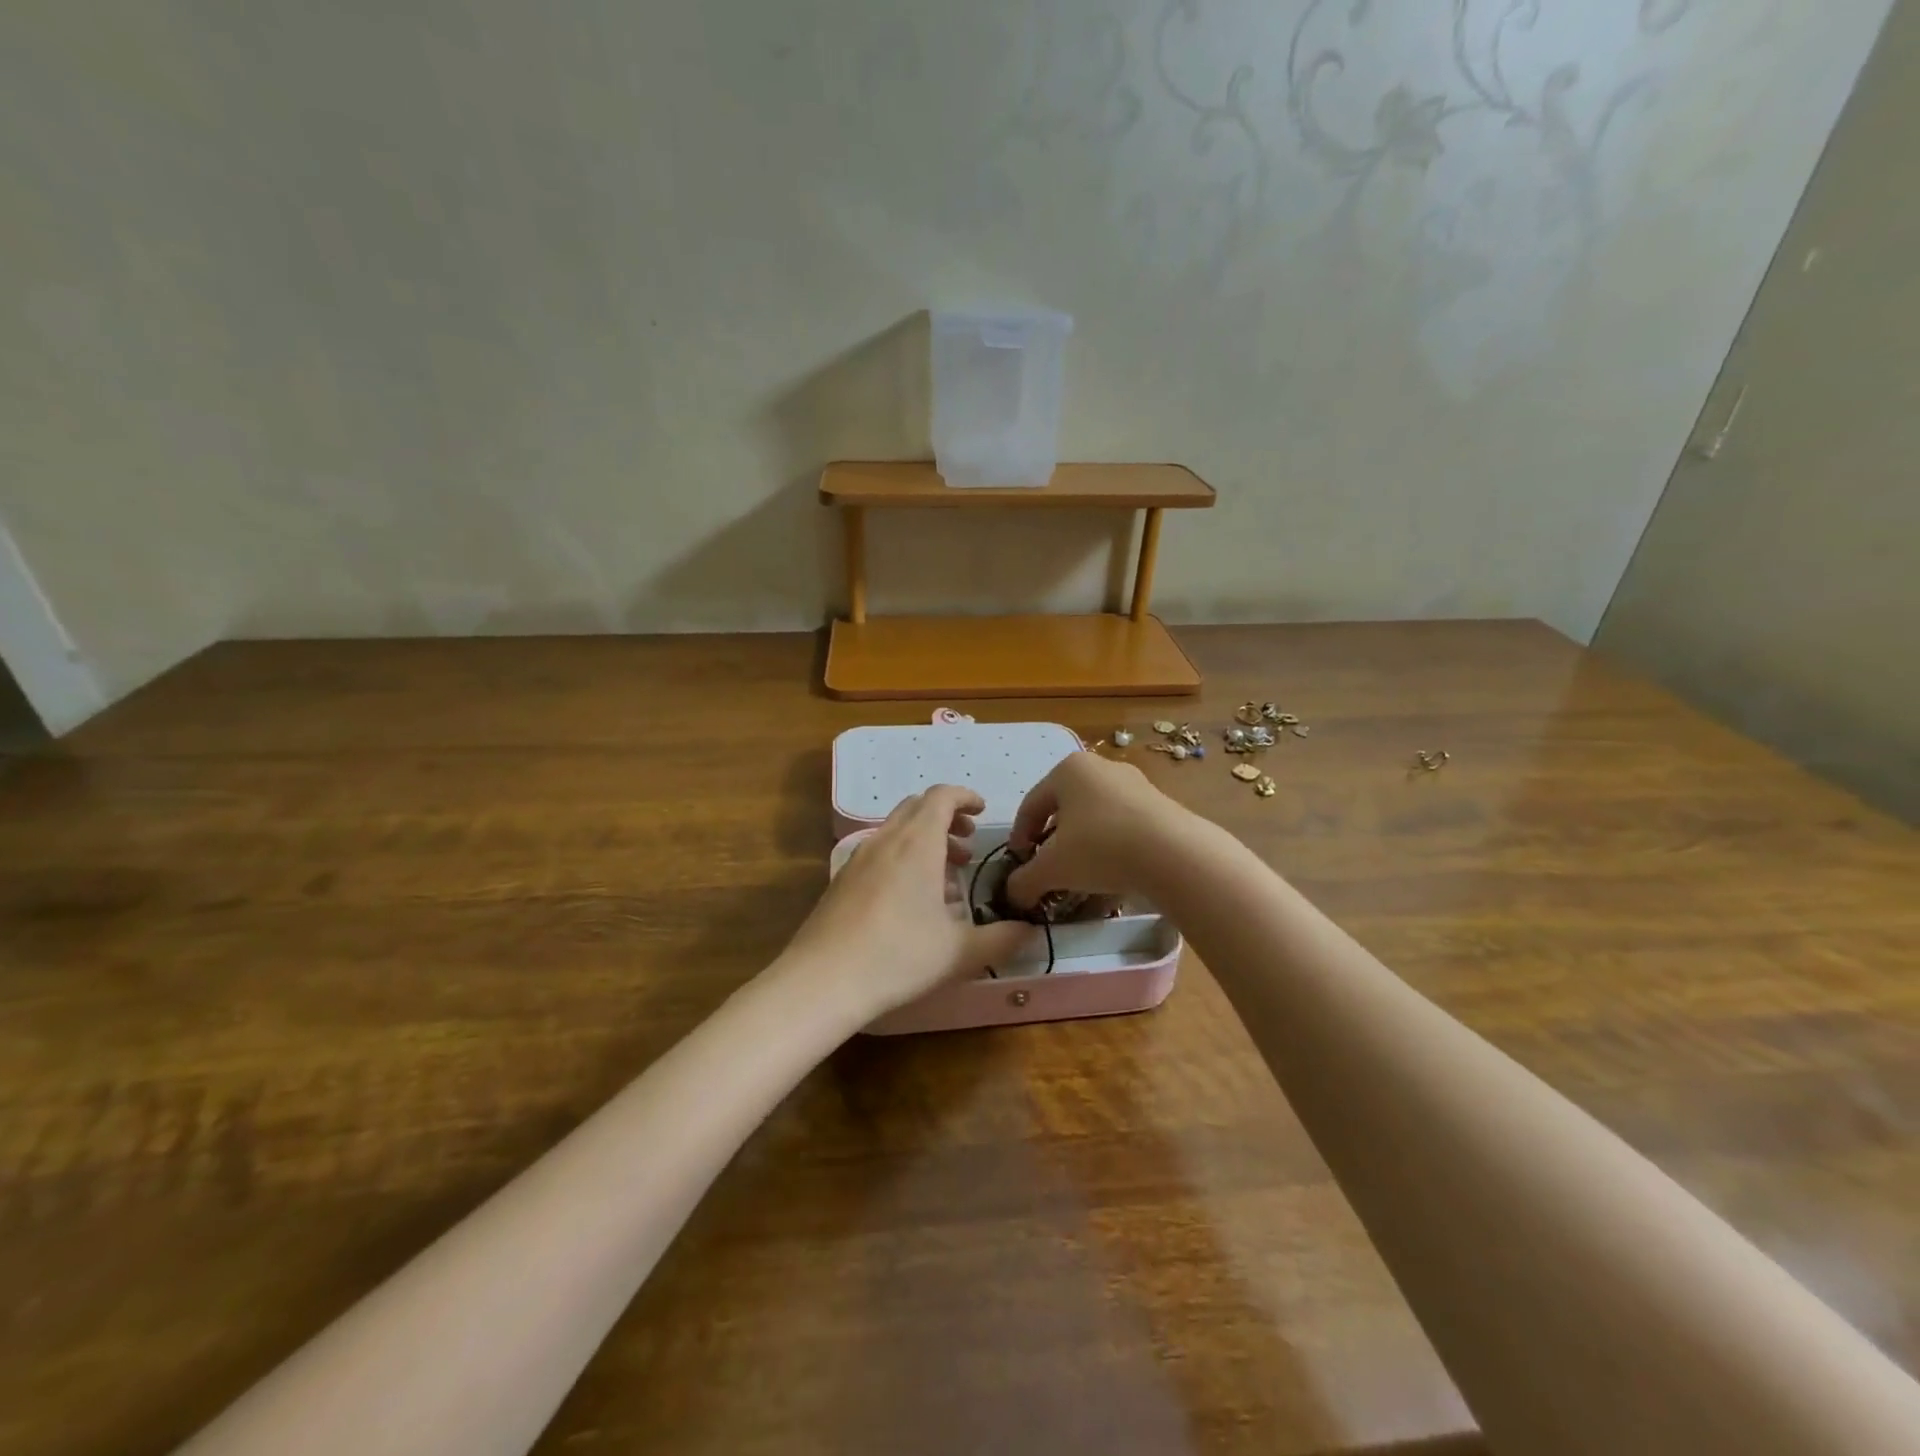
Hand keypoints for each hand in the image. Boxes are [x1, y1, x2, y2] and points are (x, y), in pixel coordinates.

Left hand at [783, 785, 1036, 1022]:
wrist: (822, 981)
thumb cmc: (898, 957)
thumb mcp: (960, 952)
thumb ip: (1001, 938)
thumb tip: (1029, 930)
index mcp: (917, 843)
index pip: (941, 797)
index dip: (965, 797)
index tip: (983, 812)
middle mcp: (886, 841)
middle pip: (917, 808)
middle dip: (946, 819)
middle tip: (967, 845)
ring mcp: (858, 859)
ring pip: (897, 831)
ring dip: (924, 841)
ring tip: (946, 878)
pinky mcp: (842, 880)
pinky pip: (879, 853)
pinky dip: (902, 858)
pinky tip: (912, 902)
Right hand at [1006, 752, 1188, 910]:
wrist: (1175, 854)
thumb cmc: (1101, 848)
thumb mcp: (1052, 868)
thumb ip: (1025, 881)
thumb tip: (1012, 894)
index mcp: (1068, 770)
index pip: (1031, 805)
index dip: (1019, 837)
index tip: (1019, 864)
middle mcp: (1100, 768)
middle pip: (1064, 809)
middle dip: (1052, 842)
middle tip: (1048, 869)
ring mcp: (1135, 784)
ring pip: (1095, 818)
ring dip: (1082, 846)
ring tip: (1080, 877)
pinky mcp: (1160, 805)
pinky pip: (1123, 826)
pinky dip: (1110, 848)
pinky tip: (1112, 874)